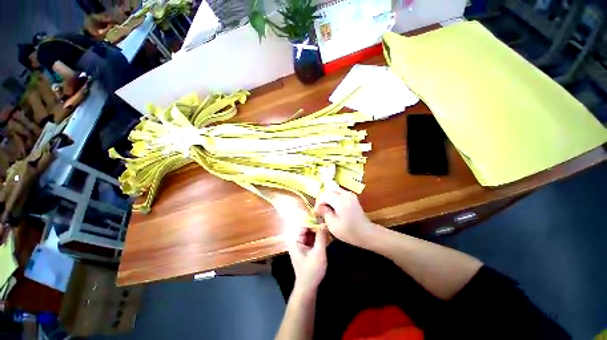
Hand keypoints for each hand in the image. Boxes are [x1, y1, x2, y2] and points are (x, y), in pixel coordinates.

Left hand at [287, 225, 328, 291]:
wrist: (308, 287)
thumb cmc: (312, 271)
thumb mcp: (318, 253)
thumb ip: (321, 237)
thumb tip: (324, 223)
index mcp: (295, 240)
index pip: (304, 224)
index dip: (313, 220)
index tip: (324, 218)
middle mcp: (296, 239)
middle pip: (307, 227)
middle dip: (316, 225)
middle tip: (327, 222)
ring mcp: (300, 243)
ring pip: (310, 232)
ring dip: (318, 230)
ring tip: (328, 226)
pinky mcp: (304, 247)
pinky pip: (311, 237)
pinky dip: (317, 236)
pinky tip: (325, 234)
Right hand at [314, 183, 374, 247]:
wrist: (367, 233)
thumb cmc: (350, 232)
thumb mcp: (333, 226)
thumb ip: (325, 213)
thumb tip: (319, 207)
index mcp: (341, 201)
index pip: (324, 195)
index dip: (318, 203)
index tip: (316, 213)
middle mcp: (346, 194)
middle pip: (328, 190)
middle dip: (322, 199)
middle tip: (320, 210)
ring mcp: (350, 194)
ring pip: (333, 190)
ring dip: (327, 198)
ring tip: (325, 208)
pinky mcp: (351, 196)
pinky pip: (338, 192)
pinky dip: (333, 198)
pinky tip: (332, 207)